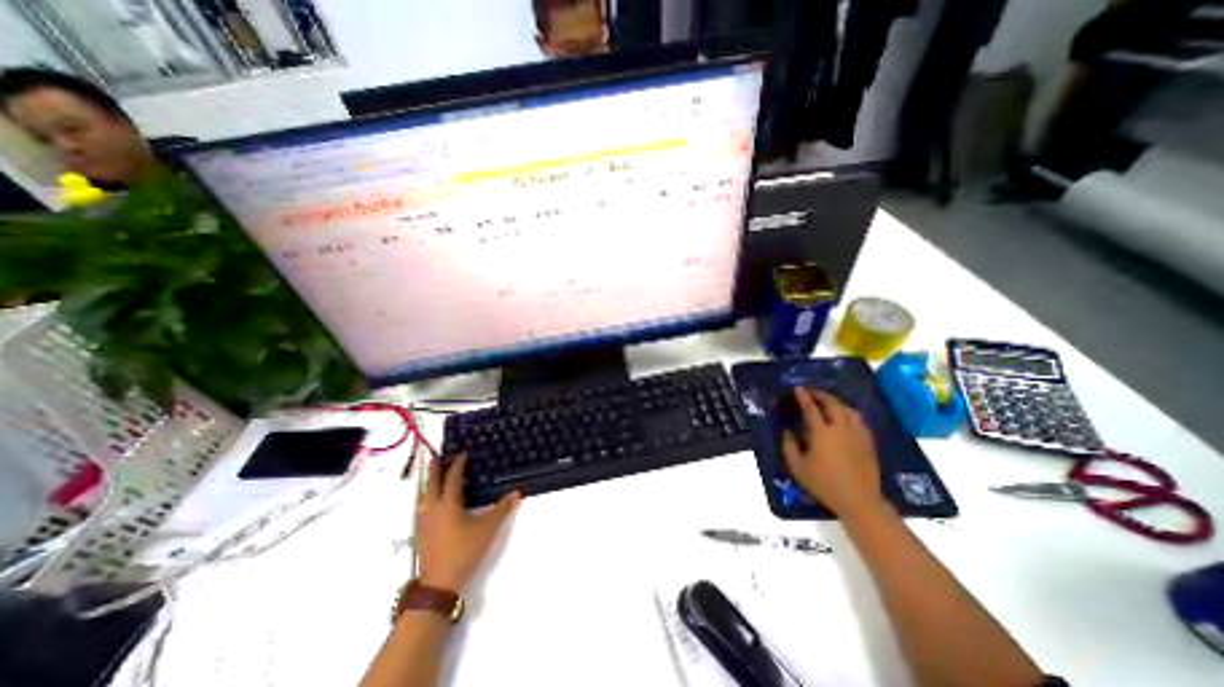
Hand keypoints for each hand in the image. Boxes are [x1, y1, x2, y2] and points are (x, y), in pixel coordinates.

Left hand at [416, 454, 520, 593]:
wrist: (438, 584)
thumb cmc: (464, 551)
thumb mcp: (488, 529)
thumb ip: (502, 509)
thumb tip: (516, 492)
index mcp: (448, 504)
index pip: (452, 478)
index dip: (457, 465)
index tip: (462, 454)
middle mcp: (432, 509)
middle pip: (431, 484)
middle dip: (434, 469)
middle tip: (437, 457)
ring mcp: (422, 522)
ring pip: (421, 496)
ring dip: (427, 484)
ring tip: (431, 477)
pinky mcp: (419, 534)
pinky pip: (419, 508)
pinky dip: (423, 498)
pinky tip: (427, 504)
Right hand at [779, 389, 885, 517]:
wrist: (859, 500)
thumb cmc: (824, 483)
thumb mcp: (797, 467)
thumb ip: (789, 446)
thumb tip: (787, 431)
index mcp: (822, 433)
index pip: (811, 408)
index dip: (803, 397)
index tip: (797, 388)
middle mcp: (841, 428)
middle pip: (833, 404)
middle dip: (821, 395)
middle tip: (812, 392)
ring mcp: (857, 434)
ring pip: (848, 410)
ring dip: (837, 402)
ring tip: (828, 403)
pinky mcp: (868, 442)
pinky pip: (859, 420)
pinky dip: (849, 413)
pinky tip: (845, 418)